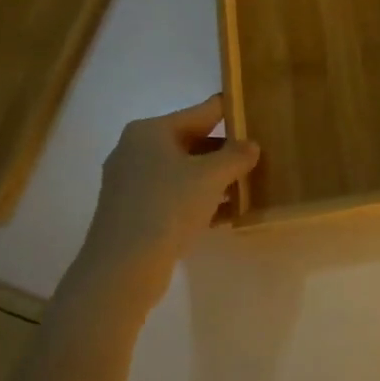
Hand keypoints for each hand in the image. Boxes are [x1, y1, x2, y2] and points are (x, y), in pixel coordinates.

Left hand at [73, 96, 259, 308]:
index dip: (229, 112)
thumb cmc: (168, 206)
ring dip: (213, 180)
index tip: (254, 113)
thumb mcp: (211, 177)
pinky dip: (197, 201)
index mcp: (150, 131)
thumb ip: (235, 156)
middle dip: (223, 152)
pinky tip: (226, 215)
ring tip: (247, 187)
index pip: (200, 113)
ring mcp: (130, 183)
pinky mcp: (132, 213)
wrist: (122, 268)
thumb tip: (251, 145)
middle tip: (256, 157)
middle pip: (190, 142)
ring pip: (182, 173)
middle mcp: (135, 150)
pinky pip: (172, 197)